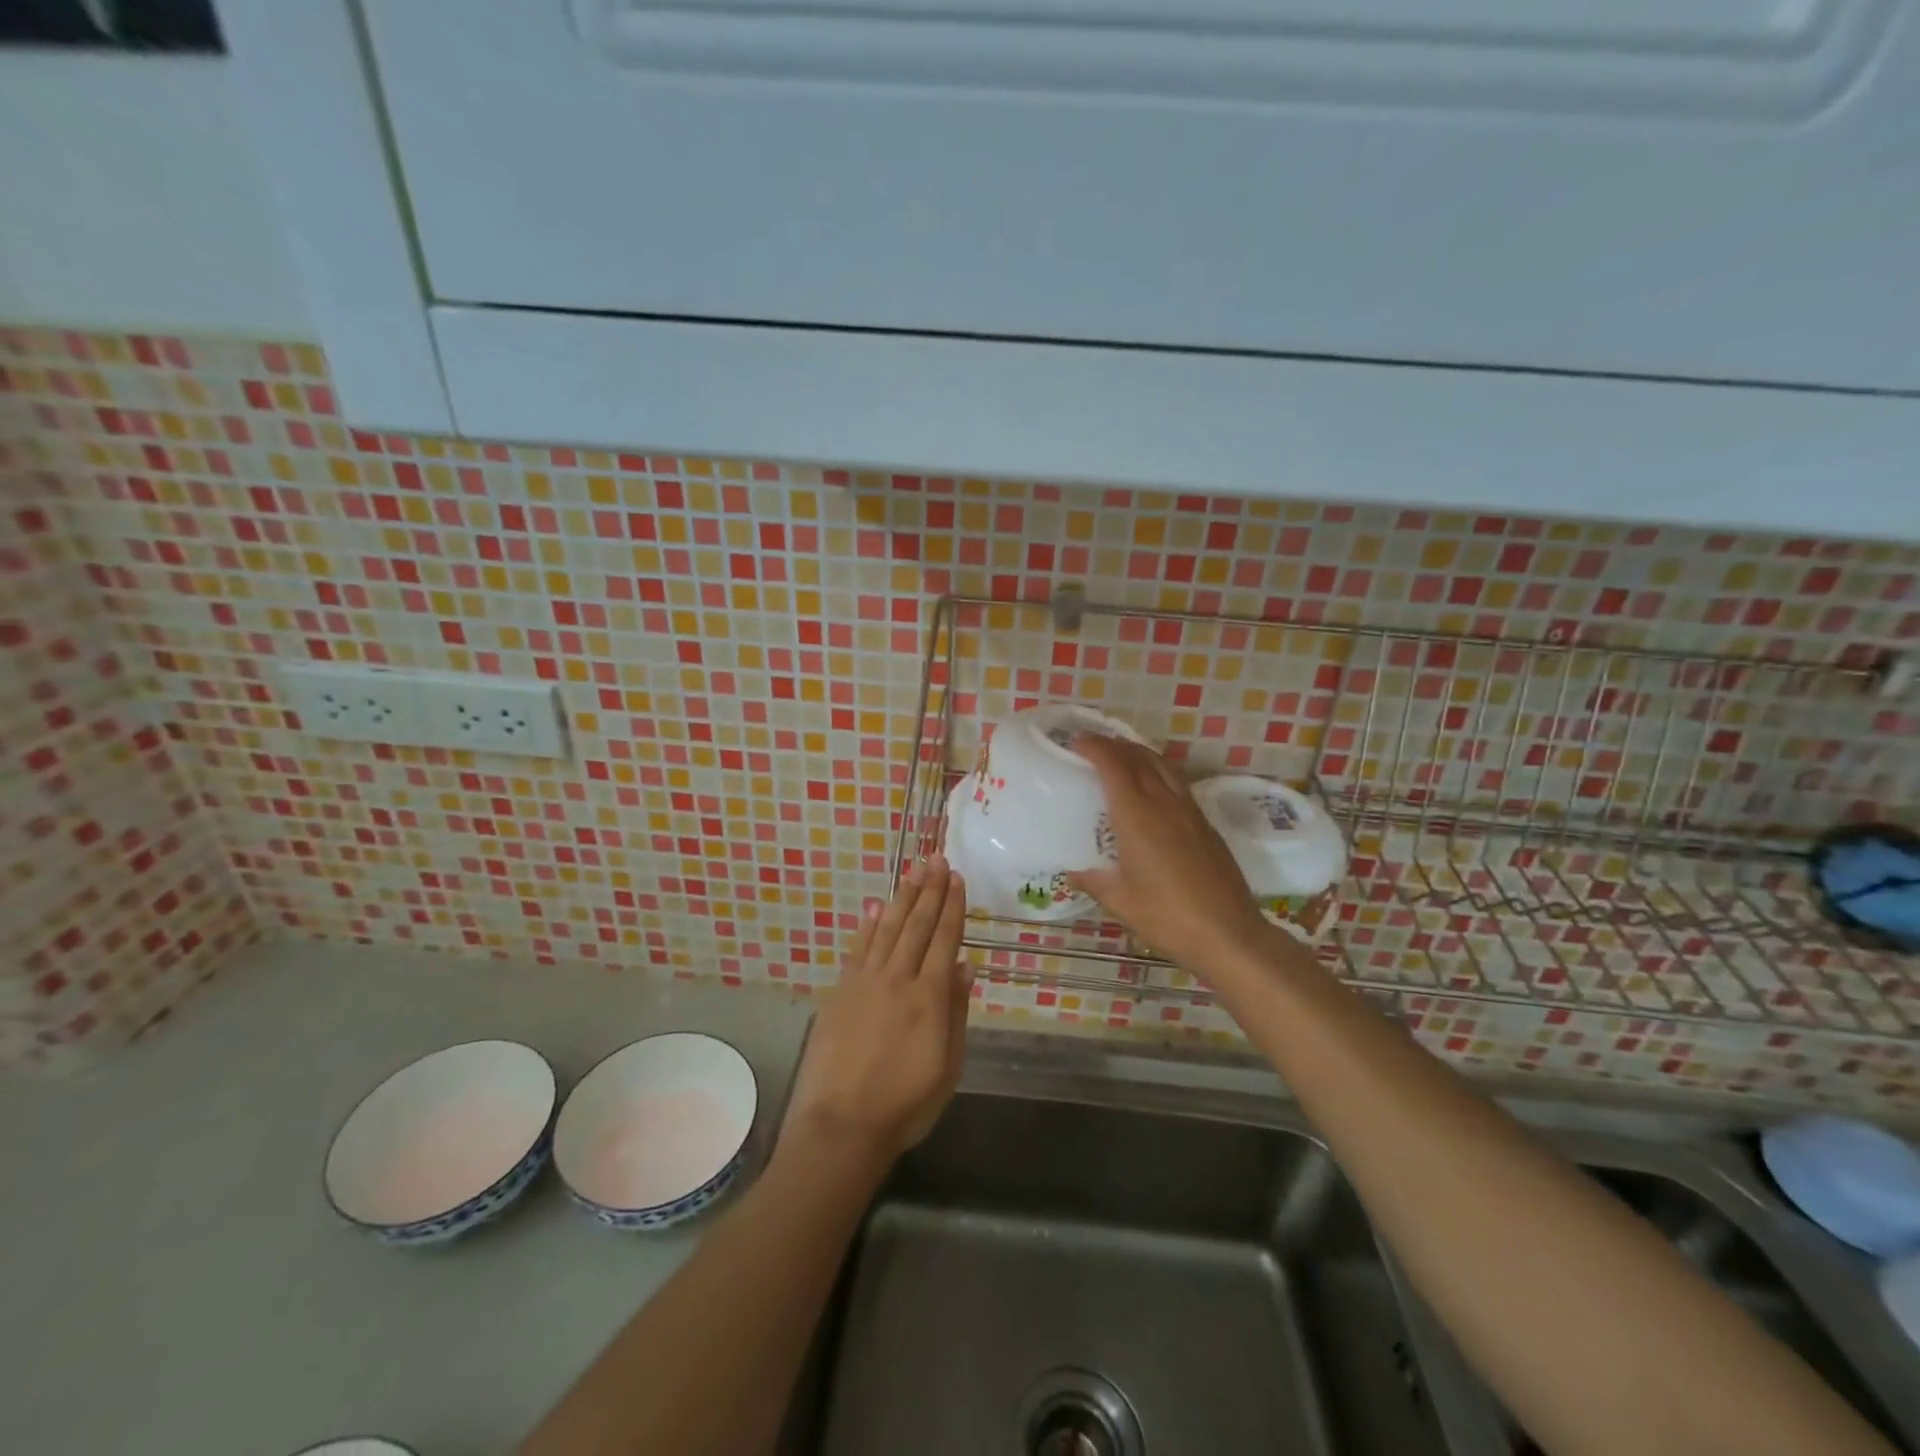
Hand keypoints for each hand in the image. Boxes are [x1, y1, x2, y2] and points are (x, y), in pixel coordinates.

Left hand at [779, 855, 973, 1172]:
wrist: (843, 1124)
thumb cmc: (905, 1103)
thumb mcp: (948, 1065)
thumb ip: (957, 1012)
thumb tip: (966, 966)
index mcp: (929, 997)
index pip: (945, 939)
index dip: (952, 907)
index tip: (957, 878)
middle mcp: (898, 978)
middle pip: (917, 925)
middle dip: (929, 890)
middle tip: (936, 859)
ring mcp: (865, 981)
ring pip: (888, 929)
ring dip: (902, 898)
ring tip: (913, 871)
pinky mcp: (841, 991)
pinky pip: (858, 948)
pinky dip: (868, 925)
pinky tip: (876, 907)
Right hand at [1067, 735, 1276, 976]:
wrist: (1229, 933)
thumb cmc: (1167, 916)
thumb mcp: (1120, 901)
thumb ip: (1093, 881)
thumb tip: (1072, 872)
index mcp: (1137, 816)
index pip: (1114, 766)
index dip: (1095, 747)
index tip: (1077, 742)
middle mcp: (1164, 803)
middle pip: (1139, 758)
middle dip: (1115, 745)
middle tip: (1094, 745)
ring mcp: (1190, 811)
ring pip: (1163, 766)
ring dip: (1140, 754)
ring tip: (1123, 757)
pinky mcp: (1206, 824)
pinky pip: (1178, 783)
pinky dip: (1159, 772)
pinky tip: (1153, 789)